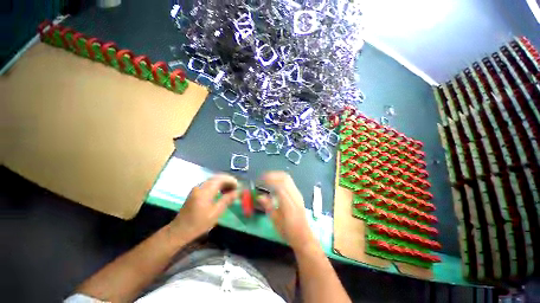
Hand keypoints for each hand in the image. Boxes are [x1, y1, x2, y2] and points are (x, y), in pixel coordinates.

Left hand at [169, 174, 237, 242]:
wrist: (180, 230)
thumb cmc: (199, 223)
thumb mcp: (215, 213)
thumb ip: (227, 200)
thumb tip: (237, 192)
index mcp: (205, 191)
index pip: (221, 179)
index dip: (231, 180)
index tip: (238, 186)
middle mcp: (200, 186)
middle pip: (217, 178)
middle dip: (228, 181)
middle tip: (236, 188)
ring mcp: (197, 188)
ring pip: (213, 180)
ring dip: (223, 183)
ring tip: (230, 191)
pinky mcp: (195, 191)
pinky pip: (209, 184)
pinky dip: (217, 186)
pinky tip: (221, 192)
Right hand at [257, 171, 316, 250]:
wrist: (304, 236)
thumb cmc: (288, 231)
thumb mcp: (275, 221)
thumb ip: (268, 206)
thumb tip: (260, 196)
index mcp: (288, 203)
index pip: (279, 184)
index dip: (269, 179)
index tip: (259, 180)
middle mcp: (294, 195)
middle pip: (284, 177)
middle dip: (272, 175)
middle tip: (262, 178)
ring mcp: (297, 194)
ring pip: (287, 178)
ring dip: (276, 175)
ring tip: (267, 178)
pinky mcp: (298, 194)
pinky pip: (289, 181)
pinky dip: (280, 178)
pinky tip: (275, 183)